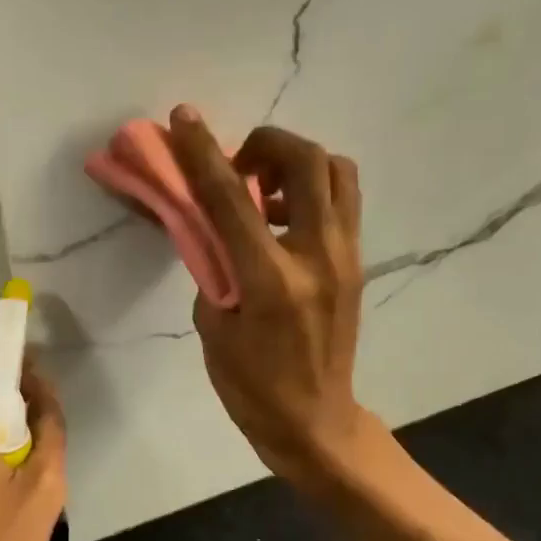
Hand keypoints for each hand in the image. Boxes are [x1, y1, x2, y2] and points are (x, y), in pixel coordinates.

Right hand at [168, 106, 371, 490]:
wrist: (315, 421)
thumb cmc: (251, 385)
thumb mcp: (213, 326)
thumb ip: (212, 265)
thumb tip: (210, 222)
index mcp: (272, 280)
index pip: (232, 199)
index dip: (203, 153)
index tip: (183, 119)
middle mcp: (318, 256)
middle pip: (307, 161)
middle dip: (266, 143)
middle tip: (237, 163)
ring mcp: (346, 257)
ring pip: (337, 172)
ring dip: (296, 162)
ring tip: (262, 188)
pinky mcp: (356, 262)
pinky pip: (340, 201)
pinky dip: (310, 189)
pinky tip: (279, 219)